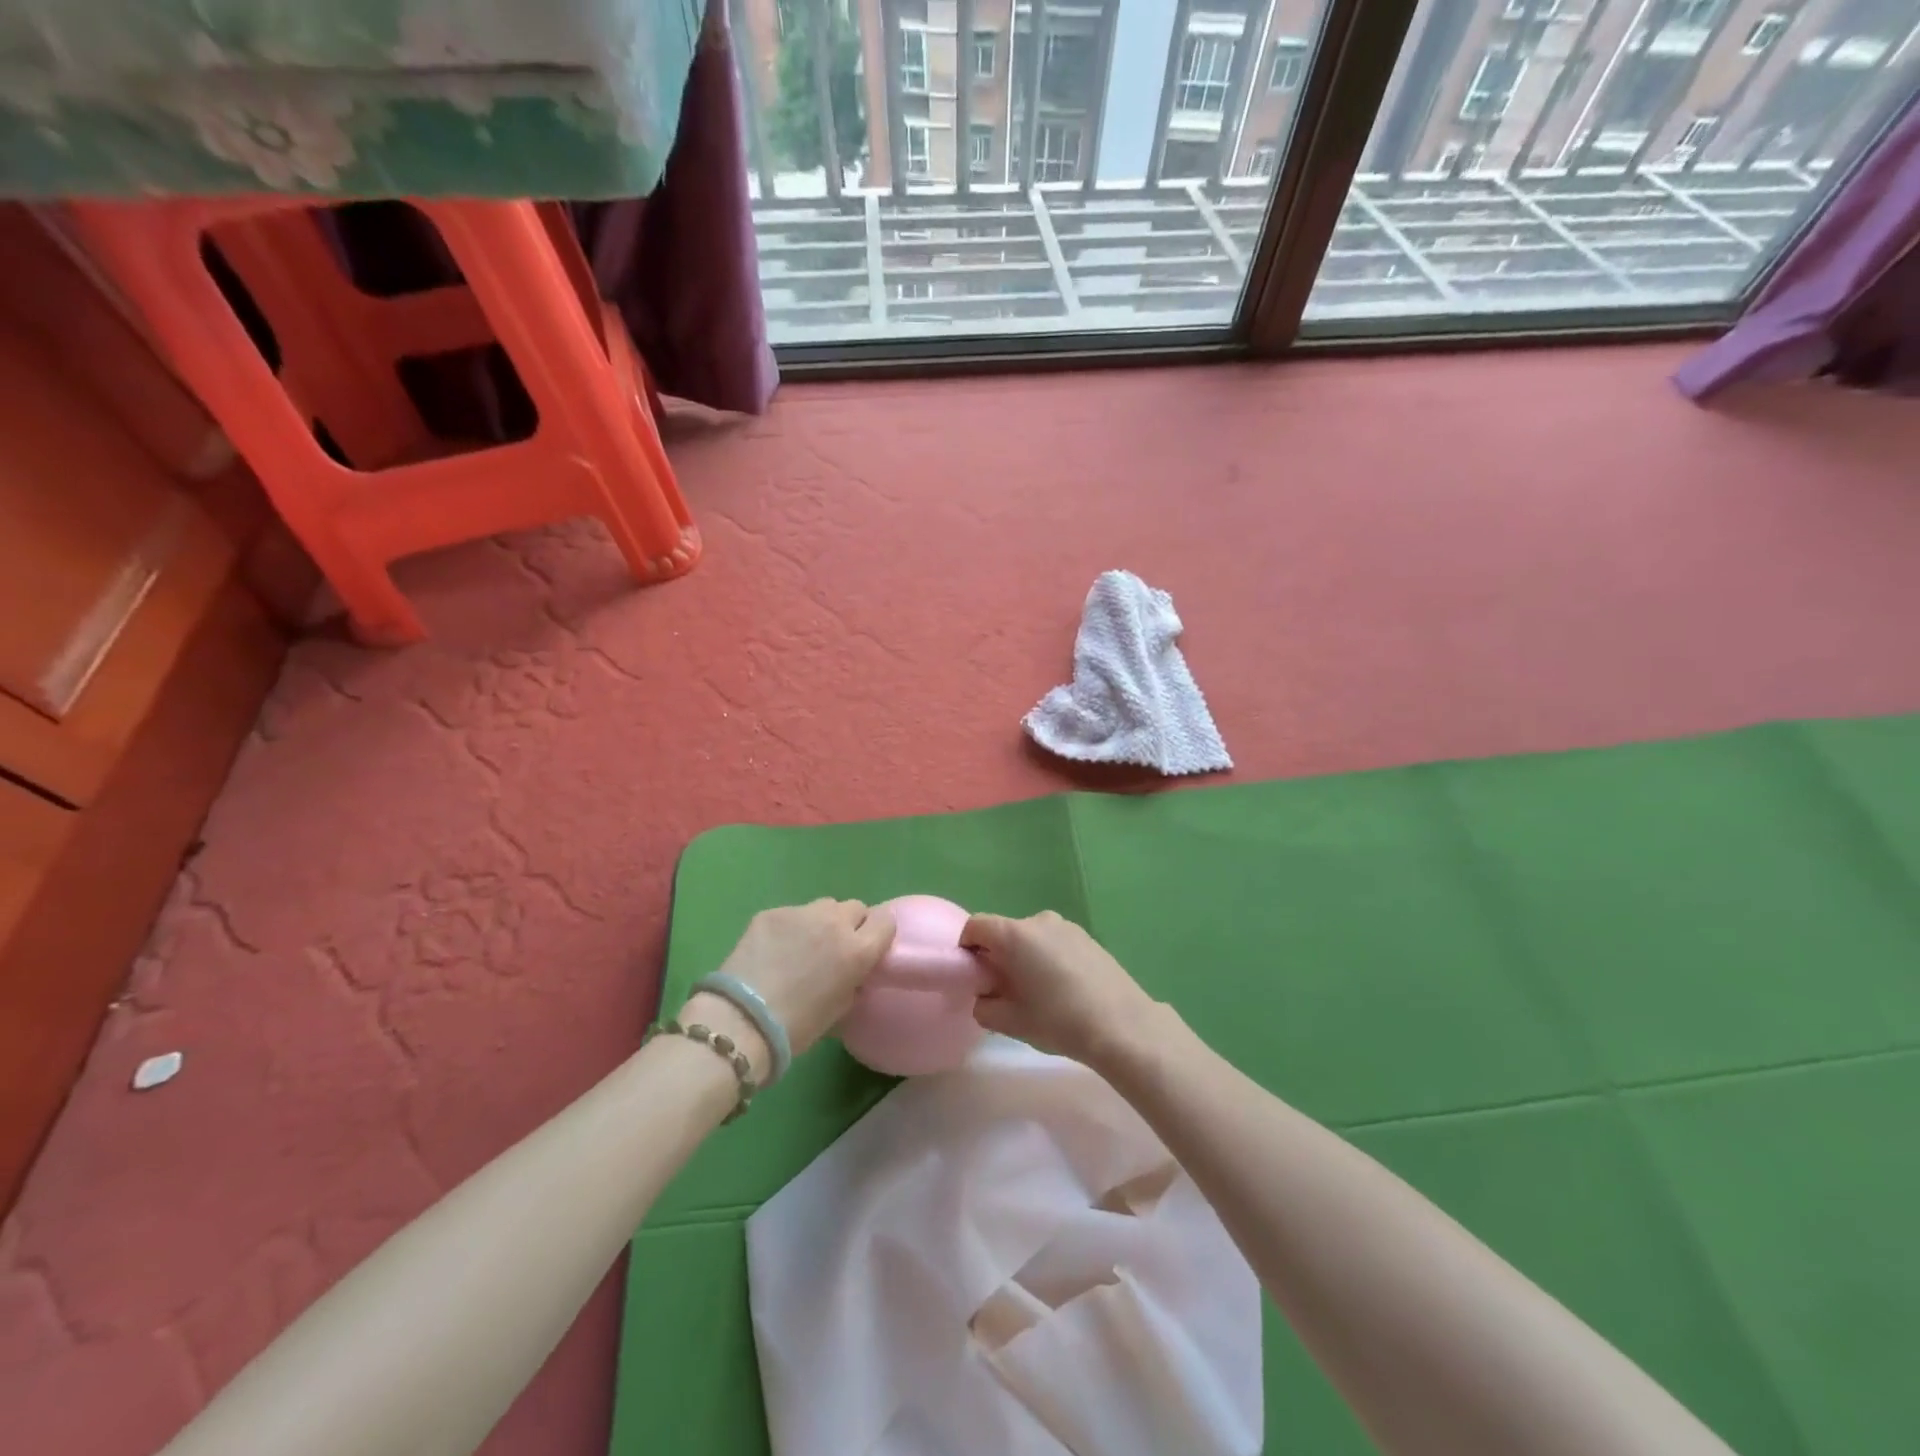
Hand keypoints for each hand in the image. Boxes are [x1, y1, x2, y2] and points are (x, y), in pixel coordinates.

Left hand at [684, 900, 896, 1074]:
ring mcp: (801, 912)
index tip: (868, 947)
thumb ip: (854, 981)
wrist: (742, 1021)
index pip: (885, 920)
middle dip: (850, 924)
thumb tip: (853, 972)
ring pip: (823, 906)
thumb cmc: (797, 1027)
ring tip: (802, 946)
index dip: (877, 933)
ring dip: (821, 922)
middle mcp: (834, 923)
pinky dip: (789, 928)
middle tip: (834, 948)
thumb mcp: (840, 1009)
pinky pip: (792, 913)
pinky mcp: (771, 912)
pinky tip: (773, 950)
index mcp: (858, 950)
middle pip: (855, 908)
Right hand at [961, 911, 1161, 1068]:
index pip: (975, 926)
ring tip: (1037, 993)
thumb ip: (984, 1005)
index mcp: (1014, 934)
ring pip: (1031, 938)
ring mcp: (1067, 926)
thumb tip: (986, 995)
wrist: (1122, 1025)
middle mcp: (1038, 920)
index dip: (967, 948)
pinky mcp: (1087, 938)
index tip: (974, 976)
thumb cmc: (1059, 1021)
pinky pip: (1054, 943)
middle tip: (1004, 991)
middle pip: (1005, 932)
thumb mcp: (1010, 1022)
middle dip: (998, 956)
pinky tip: (1063, 990)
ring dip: (1025, 958)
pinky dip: (1048, 959)